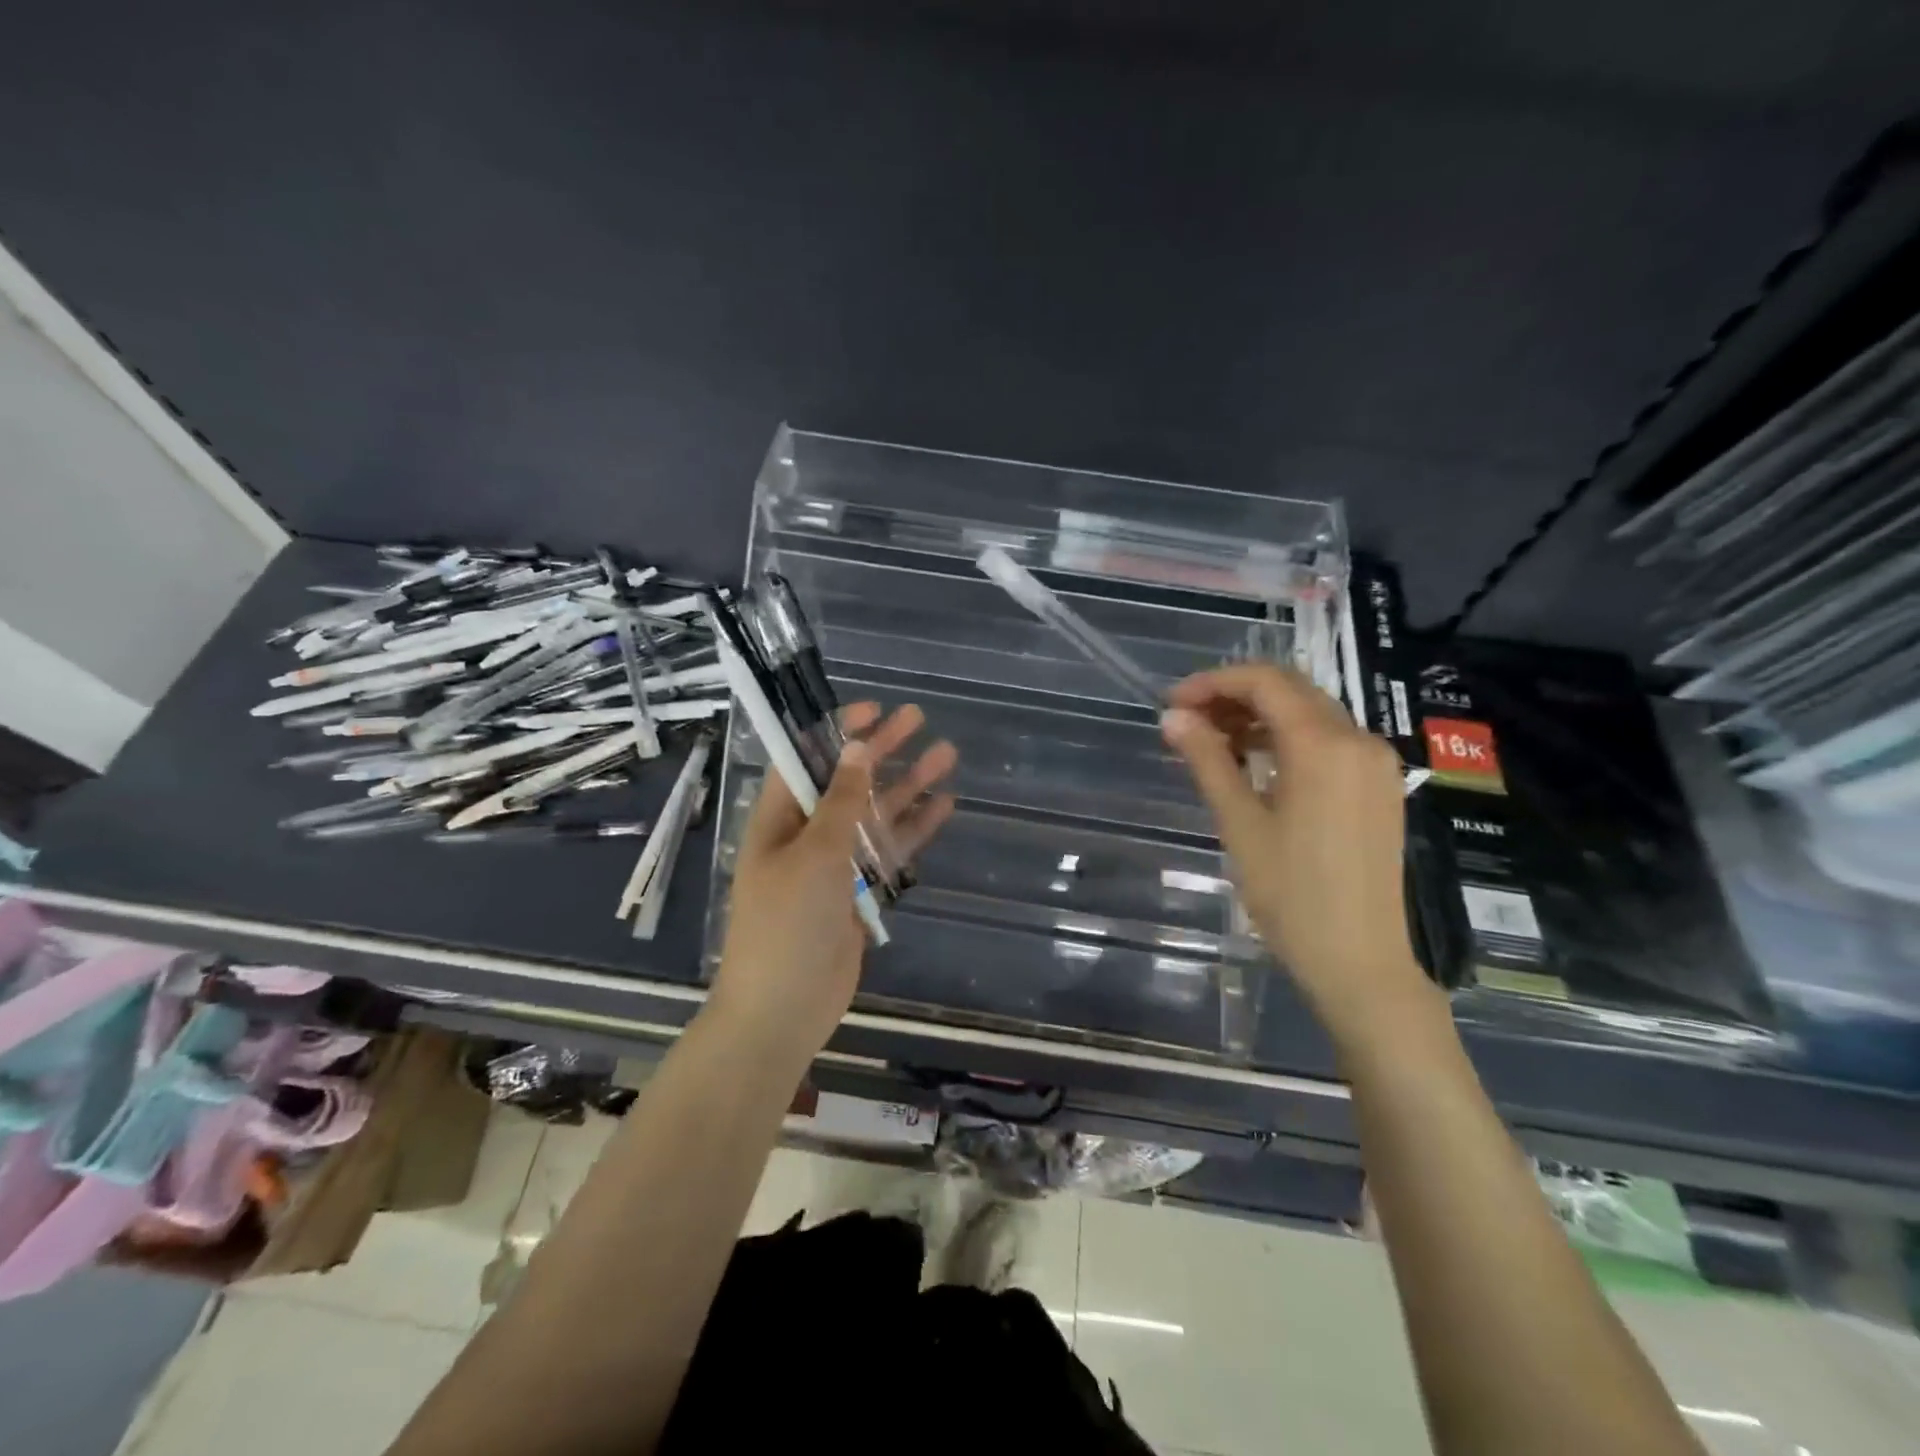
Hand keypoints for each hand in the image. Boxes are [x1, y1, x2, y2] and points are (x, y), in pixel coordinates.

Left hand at [708, 703, 956, 1066]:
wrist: (783, 1010)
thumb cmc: (787, 924)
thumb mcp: (815, 855)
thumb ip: (841, 801)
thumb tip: (856, 748)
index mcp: (779, 819)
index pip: (807, 759)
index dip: (838, 731)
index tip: (873, 708)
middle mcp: (806, 834)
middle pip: (849, 781)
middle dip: (881, 750)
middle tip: (919, 720)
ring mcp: (834, 864)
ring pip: (875, 814)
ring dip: (907, 785)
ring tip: (946, 756)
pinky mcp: (858, 892)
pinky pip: (888, 851)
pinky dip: (913, 829)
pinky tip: (943, 806)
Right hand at [1160, 664, 1431, 1044]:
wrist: (1360, 962)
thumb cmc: (1291, 895)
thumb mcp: (1240, 824)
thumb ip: (1208, 760)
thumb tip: (1173, 718)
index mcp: (1324, 746)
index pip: (1266, 682)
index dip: (1213, 682)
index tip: (1173, 703)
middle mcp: (1360, 740)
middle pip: (1291, 691)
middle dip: (1234, 696)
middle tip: (1186, 722)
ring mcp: (1377, 764)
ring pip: (1310, 714)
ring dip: (1259, 717)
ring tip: (1212, 743)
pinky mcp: (1380, 787)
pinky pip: (1329, 742)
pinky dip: (1287, 740)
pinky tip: (1255, 763)